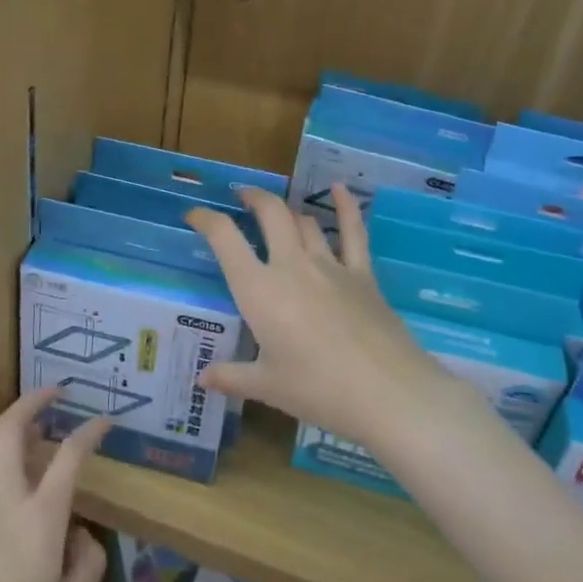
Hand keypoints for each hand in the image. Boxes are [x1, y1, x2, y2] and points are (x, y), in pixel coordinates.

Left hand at [0, 389, 109, 581]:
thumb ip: (86, 563)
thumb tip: (80, 535)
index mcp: (39, 517)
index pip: (69, 455)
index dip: (90, 431)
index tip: (105, 420)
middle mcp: (5, 501)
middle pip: (9, 430)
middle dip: (32, 401)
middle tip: (55, 392)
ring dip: (13, 432)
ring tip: (36, 435)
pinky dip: (1, 464)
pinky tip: (15, 487)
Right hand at [186, 184, 474, 461]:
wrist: (388, 393)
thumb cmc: (319, 390)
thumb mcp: (268, 387)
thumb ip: (232, 377)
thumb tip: (203, 378)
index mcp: (259, 290)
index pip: (225, 239)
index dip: (206, 219)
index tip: (194, 215)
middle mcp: (291, 267)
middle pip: (270, 214)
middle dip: (252, 198)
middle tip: (241, 196)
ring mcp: (331, 266)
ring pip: (305, 222)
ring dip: (288, 210)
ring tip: (277, 210)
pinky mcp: (363, 275)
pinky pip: (354, 233)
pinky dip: (346, 207)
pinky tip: (341, 188)